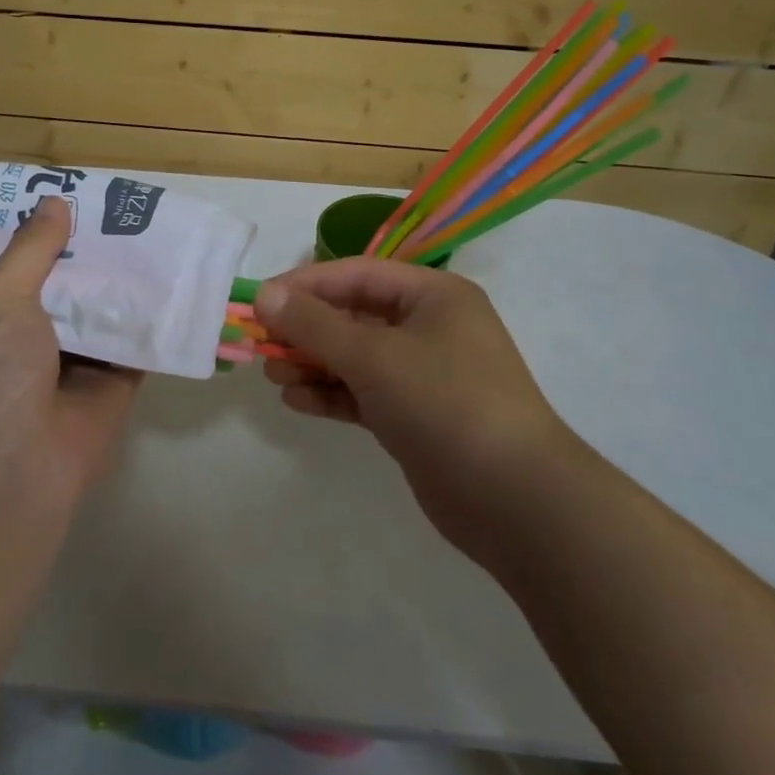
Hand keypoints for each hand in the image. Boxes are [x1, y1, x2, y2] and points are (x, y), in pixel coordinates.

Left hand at [0, 197, 142, 517]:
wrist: (15, 468)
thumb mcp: (1, 300)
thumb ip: (31, 251)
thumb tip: (56, 200)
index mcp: (7, 310)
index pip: (35, 258)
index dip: (58, 228)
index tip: (89, 193)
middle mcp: (45, 330)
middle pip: (81, 280)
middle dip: (105, 248)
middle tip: (142, 206)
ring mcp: (85, 356)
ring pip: (115, 306)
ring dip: (136, 278)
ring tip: (170, 232)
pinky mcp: (121, 380)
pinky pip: (144, 340)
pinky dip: (161, 316)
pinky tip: (187, 280)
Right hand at [255, 259, 570, 571]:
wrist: (515, 500)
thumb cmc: (445, 403)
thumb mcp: (374, 356)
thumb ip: (314, 325)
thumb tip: (263, 294)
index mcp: (432, 295)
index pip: (356, 274)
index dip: (305, 285)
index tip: (259, 302)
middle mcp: (429, 326)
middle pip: (353, 315)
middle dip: (306, 330)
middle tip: (262, 346)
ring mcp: (423, 374)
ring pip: (355, 357)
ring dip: (313, 363)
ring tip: (274, 377)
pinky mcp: (415, 416)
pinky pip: (363, 393)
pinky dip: (331, 394)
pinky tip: (298, 402)